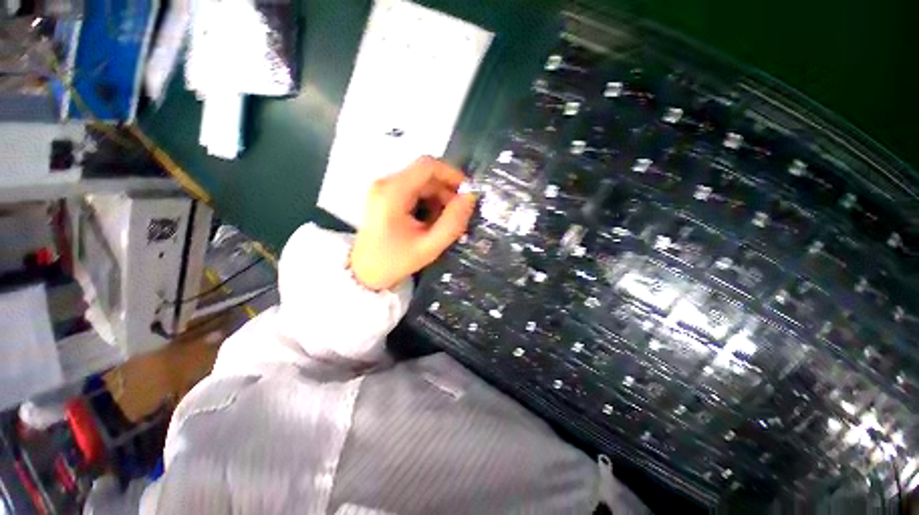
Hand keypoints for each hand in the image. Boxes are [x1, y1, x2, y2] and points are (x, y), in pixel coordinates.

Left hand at [350, 156, 476, 290]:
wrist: (365, 272)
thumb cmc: (395, 261)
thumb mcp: (429, 246)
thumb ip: (452, 222)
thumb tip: (470, 198)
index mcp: (393, 192)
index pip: (428, 165)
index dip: (453, 175)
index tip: (467, 194)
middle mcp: (386, 183)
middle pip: (426, 175)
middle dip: (447, 192)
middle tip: (457, 216)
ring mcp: (384, 188)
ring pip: (422, 183)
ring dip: (438, 199)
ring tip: (441, 223)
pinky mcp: (385, 195)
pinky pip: (414, 191)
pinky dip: (428, 203)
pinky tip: (429, 222)